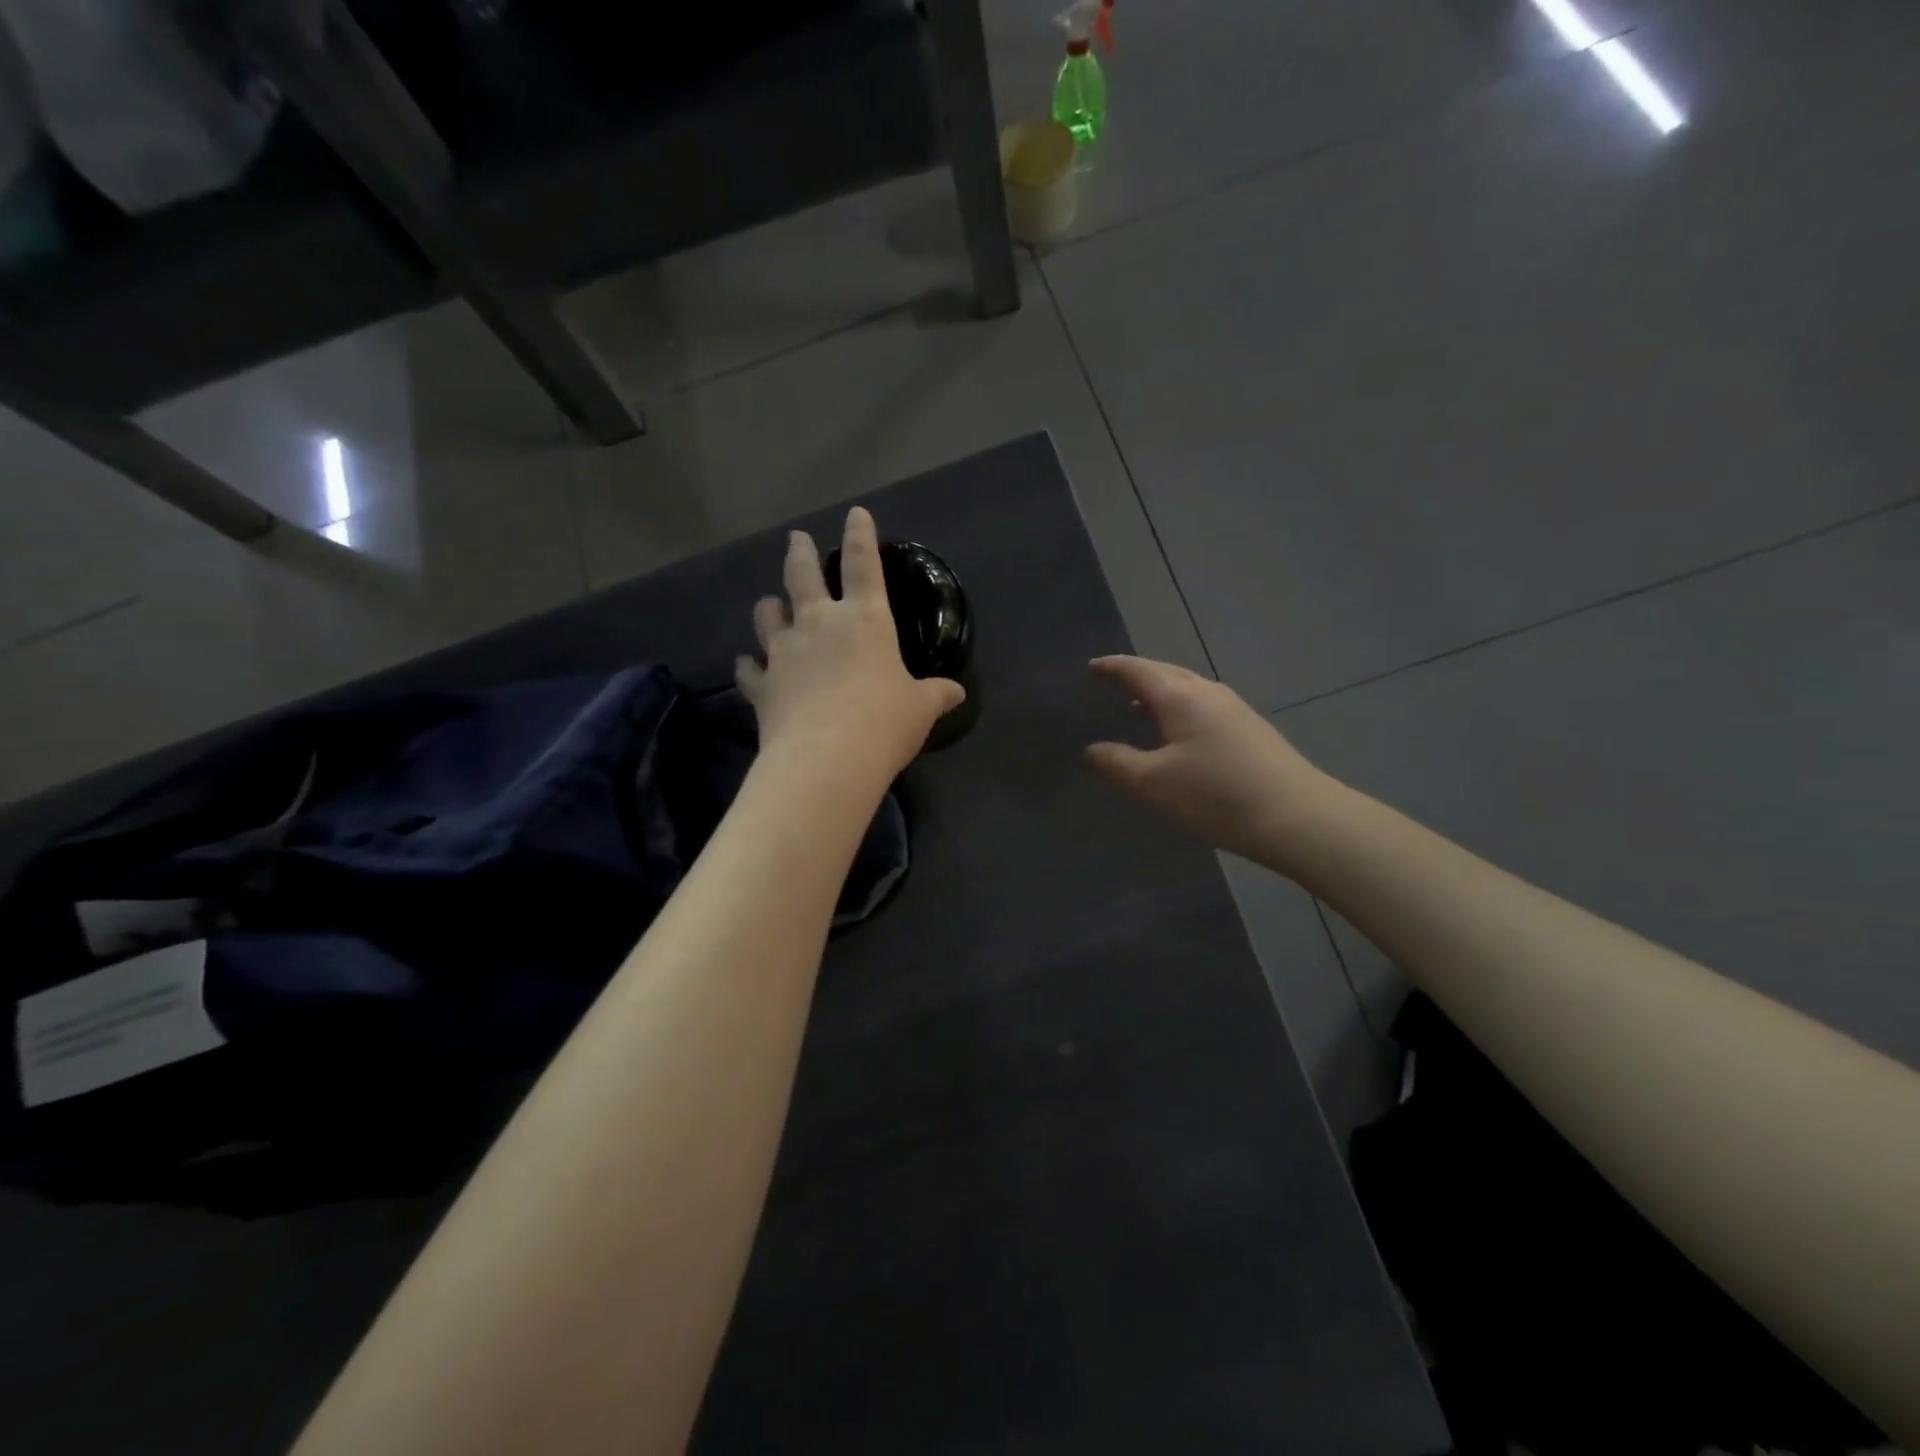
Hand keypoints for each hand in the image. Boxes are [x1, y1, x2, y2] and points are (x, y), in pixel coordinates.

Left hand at [737, 508, 964, 783]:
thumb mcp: (920, 709)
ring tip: (770, 604)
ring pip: (768, 615)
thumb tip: (957, 693)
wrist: (827, 759)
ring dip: (769, 606)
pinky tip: (747, 665)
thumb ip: (935, 695)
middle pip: (802, 576)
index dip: (860, 536)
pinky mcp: (763, 685)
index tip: (855, 513)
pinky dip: (748, 666)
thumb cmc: (884, 723)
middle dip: (800, 553)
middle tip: (796, 540)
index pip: (864, 565)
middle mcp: (819, 624)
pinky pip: (749, 669)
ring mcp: (785, 653)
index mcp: (865, 620)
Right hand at [1086, 656, 1340, 869]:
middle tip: (1112, 683)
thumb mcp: (1154, 783)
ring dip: (1160, 692)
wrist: (1297, 816)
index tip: (1091, 666)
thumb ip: (1117, 762)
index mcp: (1180, 696)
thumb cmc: (1215, 795)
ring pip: (1187, 688)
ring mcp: (1234, 708)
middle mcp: (1208, 692)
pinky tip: (1177, 732)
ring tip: (1138, 707)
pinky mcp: (1251, 728)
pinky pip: (1203, 705)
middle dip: (1136, 674)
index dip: (1112, 667)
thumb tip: (1092, 749)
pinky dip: (1179, 708)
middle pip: (1165, 672)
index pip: (1138, 670)